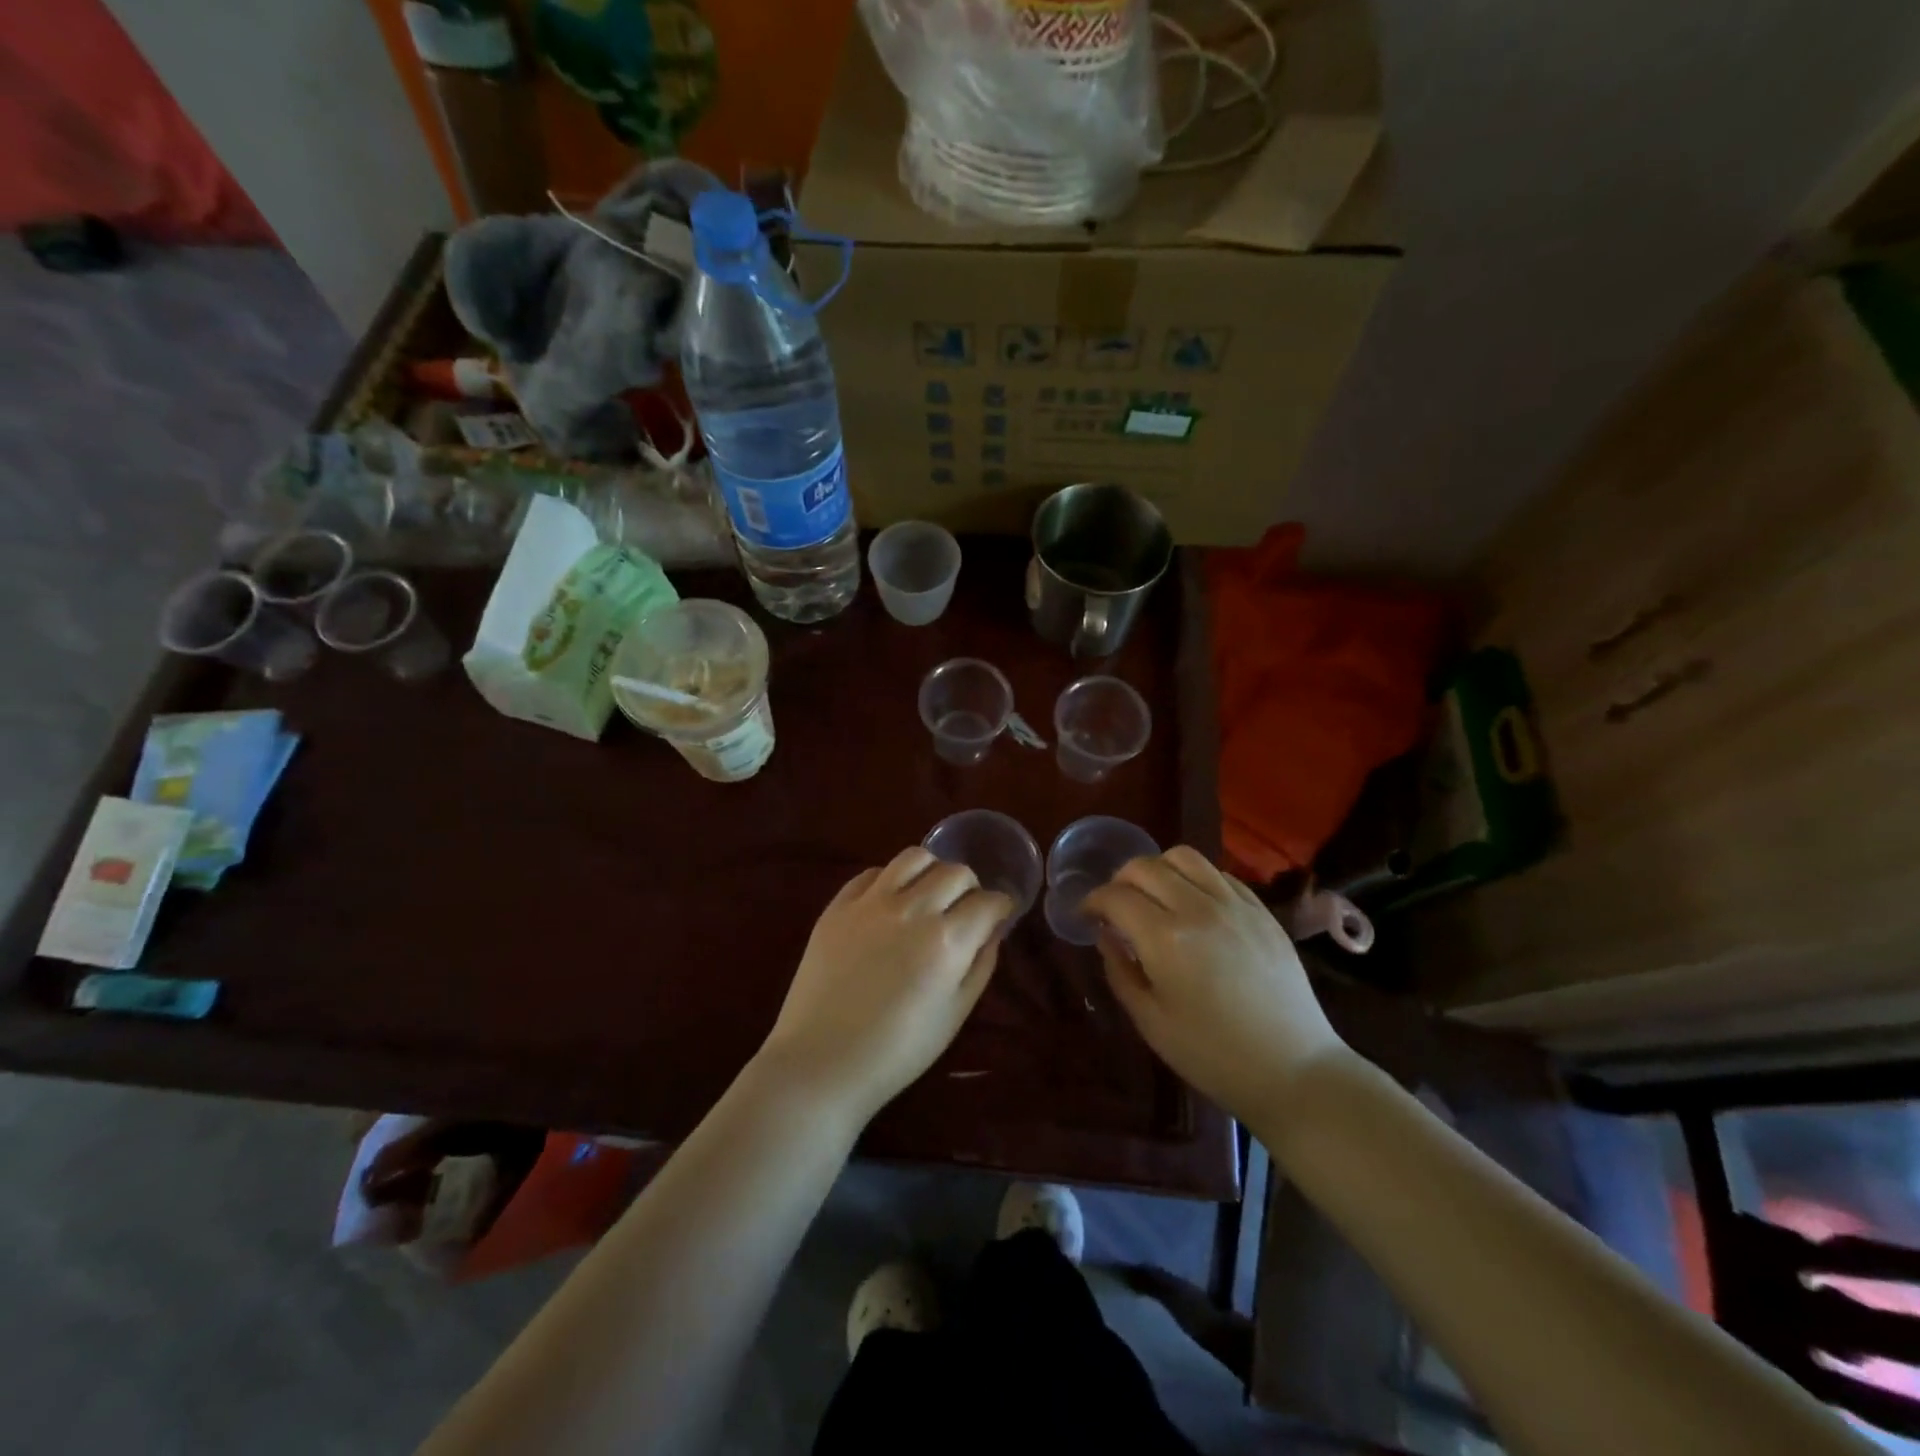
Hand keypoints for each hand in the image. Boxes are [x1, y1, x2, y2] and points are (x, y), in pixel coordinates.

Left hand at [757, 848, 1012, 1123]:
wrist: (821, 1062)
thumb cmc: (897, 1051)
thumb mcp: (955, 1014)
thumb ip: (980, 965)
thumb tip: (992, 930)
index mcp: (947, 940)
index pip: (989, 901)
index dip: (1001, 907)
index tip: (998, 916)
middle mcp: (912, 909)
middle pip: (956, 872)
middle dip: (970, 887)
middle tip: (964, 908)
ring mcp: (871, 902)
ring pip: (914, 857)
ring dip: (932, 870)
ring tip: (928, 893)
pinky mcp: (838, 905)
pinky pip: (872, 873)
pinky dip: (890, 880)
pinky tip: (890, 902)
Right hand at [1083, 847, 1349, 1129]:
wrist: (1293, 1070)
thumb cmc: (1212, 1055)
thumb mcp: (1150, 1022)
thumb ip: (1120, 971)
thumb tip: (1106, 936)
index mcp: (1165, 938)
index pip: (1115, 896)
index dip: (1092, 901)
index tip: (1086, 915)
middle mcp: (1198, 908)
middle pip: (1145, 867)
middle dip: (1119, 880)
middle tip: (1115, 905)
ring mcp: (1234, 904)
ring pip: (1183, 857)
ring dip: (1157, 869)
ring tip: (1153, 895)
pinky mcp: (1262, 910)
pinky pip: (1218, 873)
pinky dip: (1194, 878)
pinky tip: (1192, 903)